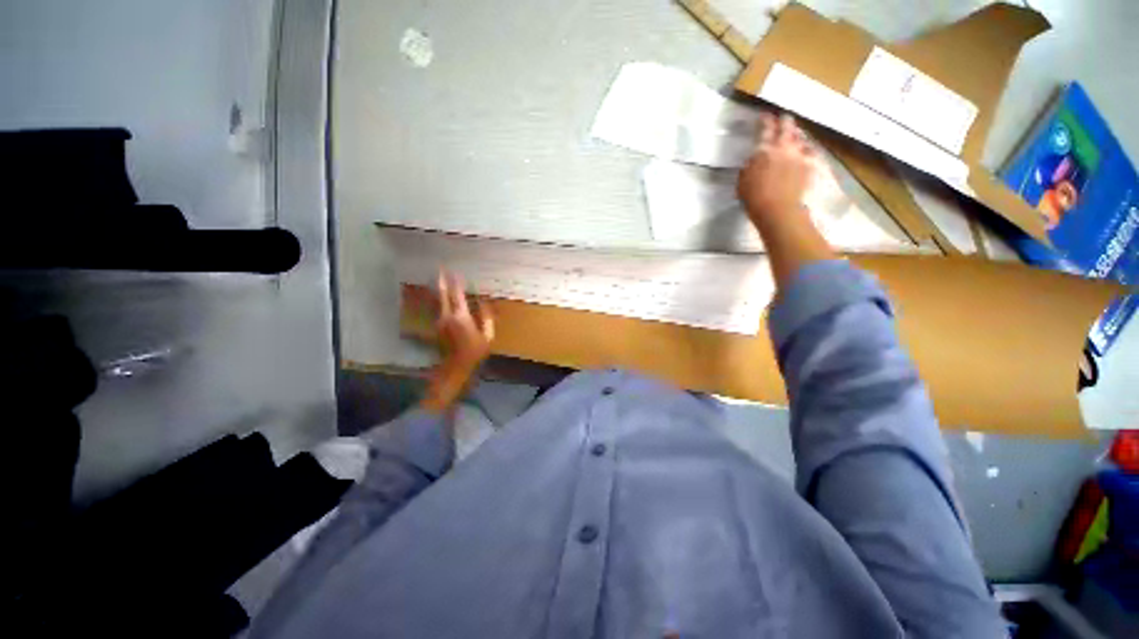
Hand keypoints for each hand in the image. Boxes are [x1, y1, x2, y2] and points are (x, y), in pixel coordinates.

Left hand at [420, 269, 494, 413]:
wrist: (455, 367)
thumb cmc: (475, 352)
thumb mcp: (488, 336)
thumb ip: (487, 318)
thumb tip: (485, 303)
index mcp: (461, 317)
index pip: (457, 295)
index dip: (456, 283)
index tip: (456, 272)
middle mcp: (447, 316)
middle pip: (442, 295)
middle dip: (441, 281)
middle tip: (440, 269)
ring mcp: (439, 321)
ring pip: (437, 301)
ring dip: (438, 289)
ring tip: (439, 279)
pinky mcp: (437, 326)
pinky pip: (438, 308)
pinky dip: (439, 300)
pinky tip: (441, 297)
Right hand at [737, 112, 819, 227]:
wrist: (777, 209)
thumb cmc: (753, 198)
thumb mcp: (742, 182)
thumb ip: (749, 167)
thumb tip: (753, 160)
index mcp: (763, 150)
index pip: (765, 128)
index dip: (765, 120)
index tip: (765, 115)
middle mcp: (783, 147)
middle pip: (787, 126)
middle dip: (785, 121)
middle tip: (784, 118)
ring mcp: (798, 155)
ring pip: (801, 137)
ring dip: (797, 135)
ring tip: (795, 135)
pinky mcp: (810, 165)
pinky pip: (811, 151)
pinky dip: (808, 149)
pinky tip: (807, 150)